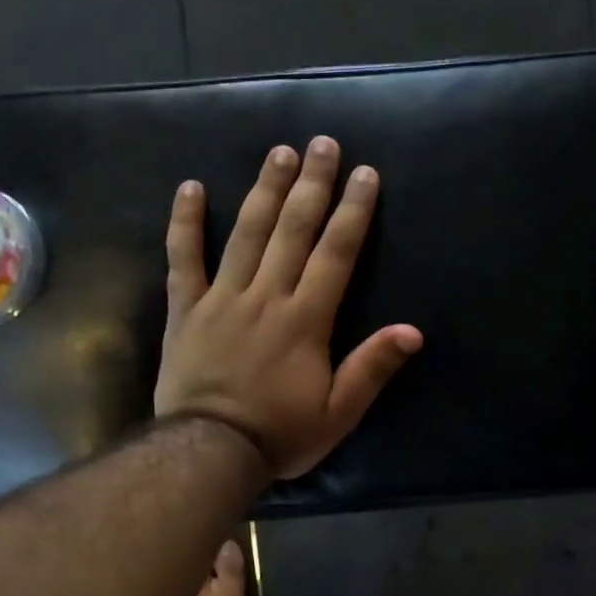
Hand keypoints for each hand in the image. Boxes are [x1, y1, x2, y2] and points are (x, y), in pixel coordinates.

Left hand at [154, 136, 423, 479]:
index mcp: (305, 320)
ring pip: (246, 233)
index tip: (364, 173)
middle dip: (312, 184)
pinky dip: (185, 223)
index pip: (335, 254)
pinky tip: (191, 188)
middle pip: (292, 230)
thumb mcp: (337, 413)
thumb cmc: (279, 435)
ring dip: (264, 190)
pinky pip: (183, 259)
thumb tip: (412, 331)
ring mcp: (221, 299)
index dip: (352, 212)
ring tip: (279, 152)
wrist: (209, 452)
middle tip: (323, 143)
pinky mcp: (185, 310)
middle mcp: (266, 297)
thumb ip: (371, 368)